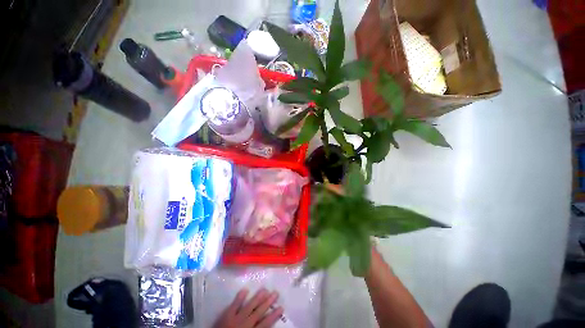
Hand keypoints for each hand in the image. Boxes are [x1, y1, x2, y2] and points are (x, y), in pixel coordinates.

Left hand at [214, 288, 283, 327]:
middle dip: (268, 302)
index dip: (274, 315)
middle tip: (276, 293)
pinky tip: (245, 289)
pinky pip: (234, 305)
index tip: (281, 307)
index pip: (265, 324)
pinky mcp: (226, 316)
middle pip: (259, 312)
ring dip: (258, 297)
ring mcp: (236, 319)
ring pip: (249, 306)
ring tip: (265, 289)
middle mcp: (246, 324)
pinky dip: (240, 297)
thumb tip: (266, 326)